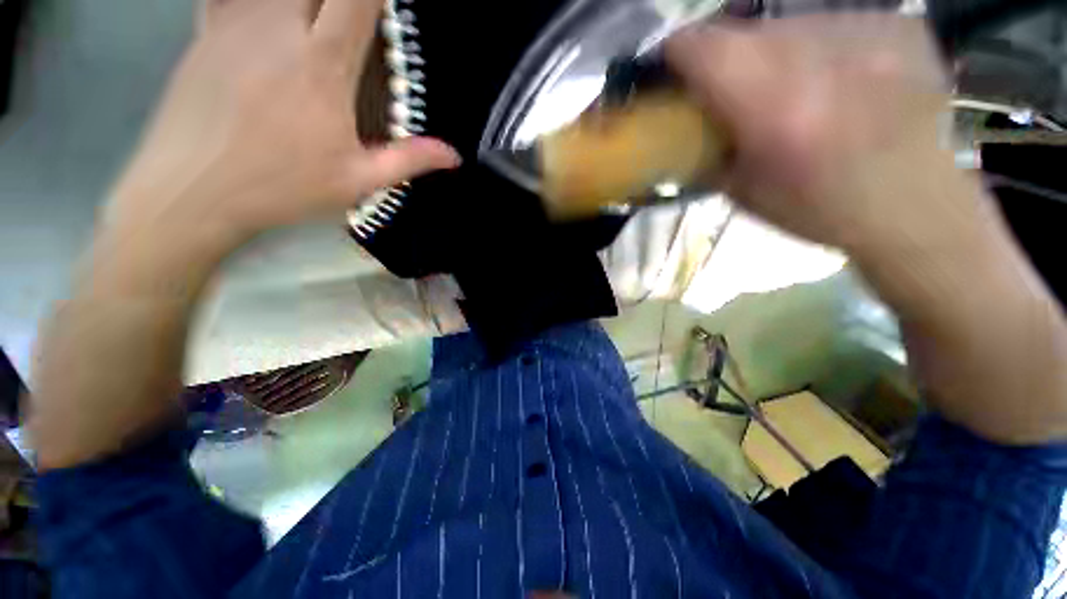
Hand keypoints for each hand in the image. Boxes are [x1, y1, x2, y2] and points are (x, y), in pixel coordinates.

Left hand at [108, 0, 458, 250]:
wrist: (192, 190)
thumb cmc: (281, 187)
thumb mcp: (357, 181)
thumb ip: (409, 161)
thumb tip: (454, 155)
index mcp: (322, 67)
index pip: (356, 2)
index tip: (386, 4)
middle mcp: (279, 30)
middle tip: (353, 15)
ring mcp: (236, 24)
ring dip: (300, 0)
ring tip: (316, 18)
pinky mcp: (206, 31)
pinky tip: (267, 12)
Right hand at [667, 15, 968, 252]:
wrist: (914, 207)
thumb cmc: (818, 209)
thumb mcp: (742, 192)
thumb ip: (707, 151)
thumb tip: (685, 127)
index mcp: (771, 104)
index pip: (703, 45)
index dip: (678, 52)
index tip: (672, 69)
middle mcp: (816, 53)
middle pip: (745, 32)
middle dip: (727, 59)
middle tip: (734, 92)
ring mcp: (865, 31)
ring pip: (790, 25)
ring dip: (776, 54)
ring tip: (792, 90)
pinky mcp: (898, 25)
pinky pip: (835, 26)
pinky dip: (821, 50)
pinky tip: (838, 82)